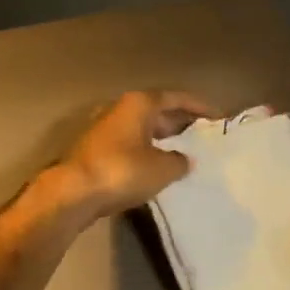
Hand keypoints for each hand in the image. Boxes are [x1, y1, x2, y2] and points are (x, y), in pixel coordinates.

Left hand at [53, 90, 216, 218]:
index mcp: (139, 104)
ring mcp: (104, 129)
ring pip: (141, 129)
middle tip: (203, 136)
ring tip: (184, 152)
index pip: (175, 97)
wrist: (72, 192)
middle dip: (180, 122)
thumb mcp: (161, 168)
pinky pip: (129, 144)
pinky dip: (146, 151)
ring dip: (162, 138)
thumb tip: (186, 160)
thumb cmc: (122, 171)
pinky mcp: (94, 150)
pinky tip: (157, 167)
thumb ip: (179, 161)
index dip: (198, 106)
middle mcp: (120, 109)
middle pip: (157, 111)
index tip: (217, 117)